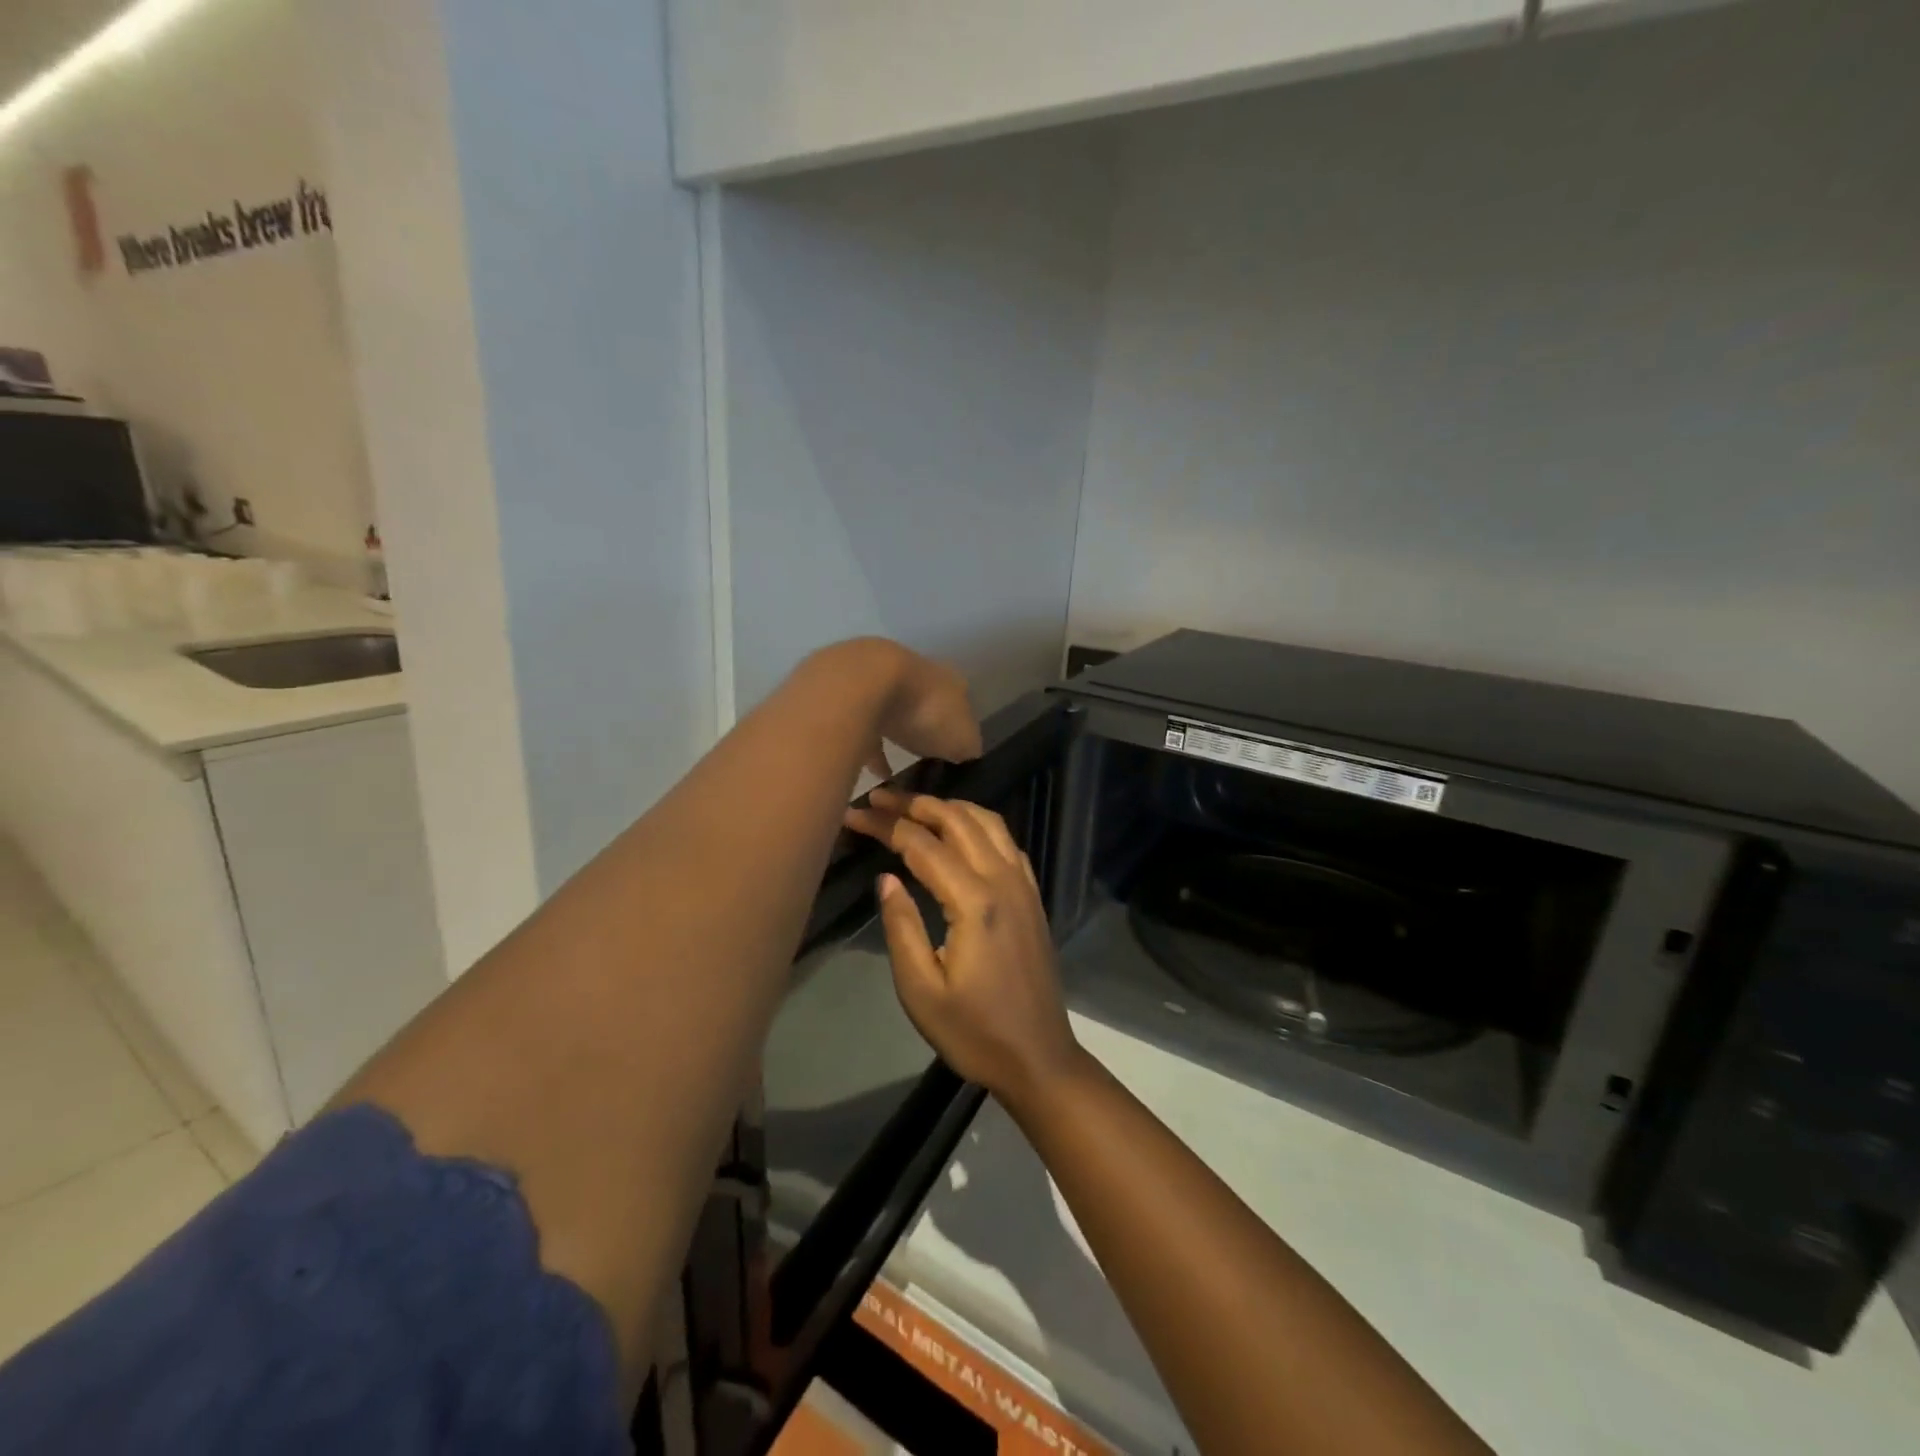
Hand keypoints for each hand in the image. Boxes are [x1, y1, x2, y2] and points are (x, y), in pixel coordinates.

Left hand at [802, 639, 981, 778]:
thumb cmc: (923, 711)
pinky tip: (869, 771)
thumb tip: (965, 756)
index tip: (953, 754)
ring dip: (891, 735)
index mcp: (947, 679)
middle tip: (922, 758)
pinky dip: (866, 745)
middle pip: (922, 702)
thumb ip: (967, 748)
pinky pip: (859, 724)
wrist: (862, 685)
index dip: (957, 729)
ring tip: (892, 772)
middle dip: (922, 727)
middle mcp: (914, 670)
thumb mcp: (962, 739)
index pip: (959, 702)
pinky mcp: (844, 689)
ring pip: (888, 709)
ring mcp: (876, 676)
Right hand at [843, 791, 1083, 1108]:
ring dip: (949, 807)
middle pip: (957, 820)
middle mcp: (1002, 880)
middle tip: (878, 797)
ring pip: (987, 822)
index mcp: (974, 901)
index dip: (885, 825)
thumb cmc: (974, 1032)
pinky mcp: (1032, 896)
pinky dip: (978, 823)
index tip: (853, 814)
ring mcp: (1023, 885)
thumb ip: (901, 926)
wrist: (1039, 1058)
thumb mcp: (921, 989)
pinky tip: (960, 831)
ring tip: (913, 806)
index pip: (921, 845)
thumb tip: (887, 876)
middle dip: (915, 804)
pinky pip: (1006, 841)